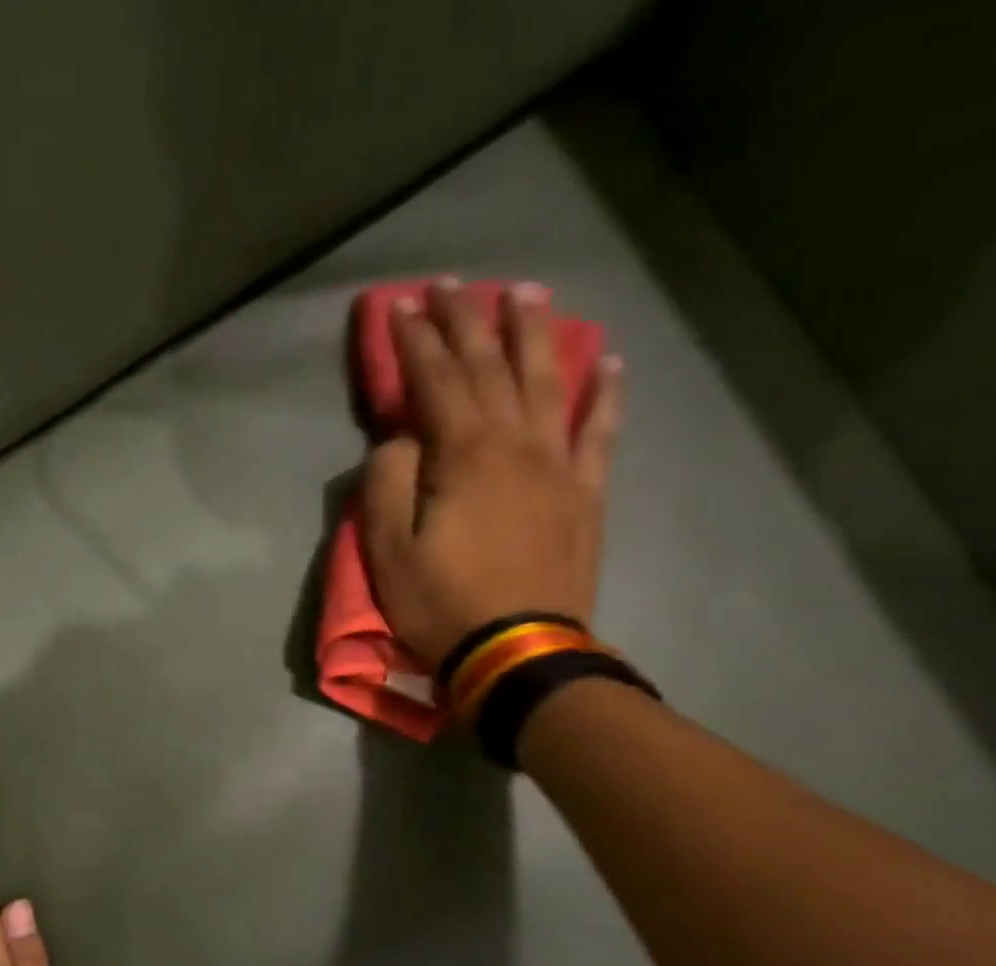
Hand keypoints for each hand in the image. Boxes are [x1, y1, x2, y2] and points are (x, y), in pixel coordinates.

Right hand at [361, 277, 623, 666]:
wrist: (516, 650)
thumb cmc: (440, 603)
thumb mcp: (387, 551)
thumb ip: (387, 483)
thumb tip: (400, 440)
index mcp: (463, 454)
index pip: (436, 380)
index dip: (417, 340)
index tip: (400, 306)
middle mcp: (516, 443)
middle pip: (491, 367)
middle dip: (468, 321)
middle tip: (453, 284)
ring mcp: (558, 465)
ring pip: (547, 382)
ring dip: (533, 335)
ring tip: (525, 293)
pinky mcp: (584, 494)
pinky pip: (599, 431)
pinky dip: (604, 392)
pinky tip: (608, 360)